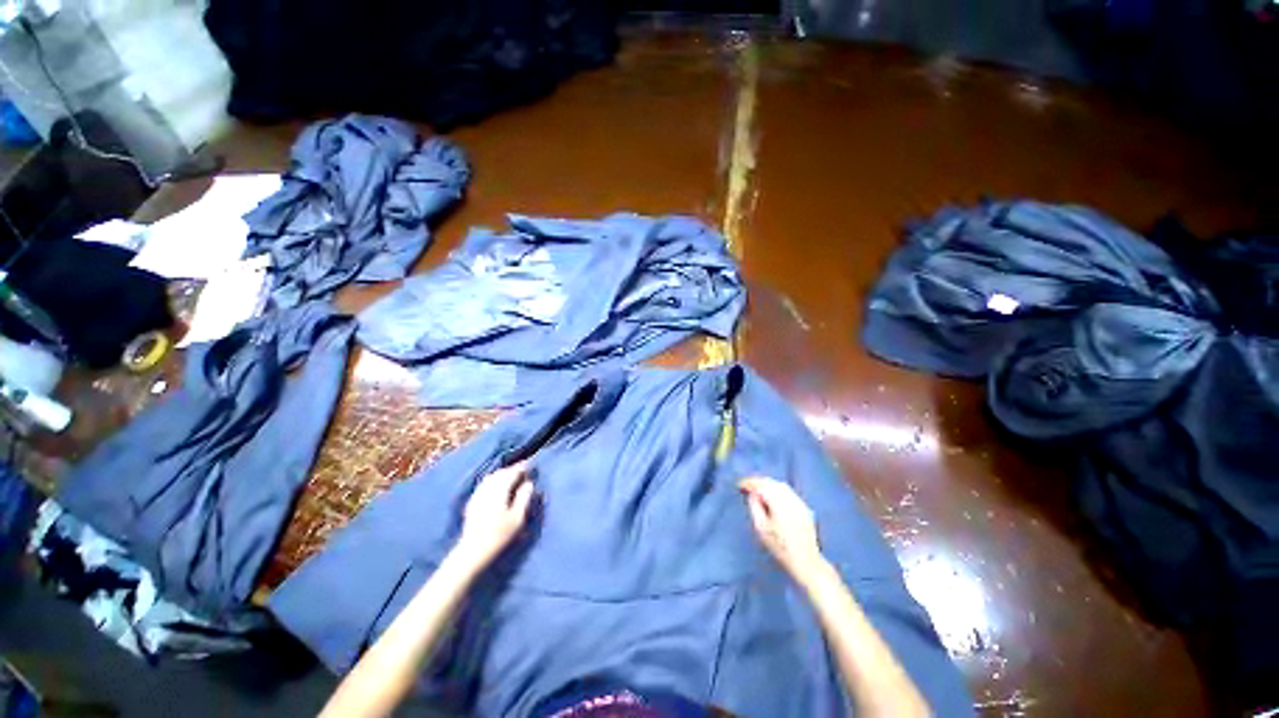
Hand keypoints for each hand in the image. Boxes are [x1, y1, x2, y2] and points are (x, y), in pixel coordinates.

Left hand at [455, 461, 535, 569]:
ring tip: (511, 477)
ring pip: (491, 477)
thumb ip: (524, 497)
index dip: (521, 467)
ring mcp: (478, 494)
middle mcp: (487, 488)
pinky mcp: (472, 501)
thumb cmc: (499, 534)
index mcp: (500, 490)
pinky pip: (484, 484)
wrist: (473, 550)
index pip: (512, 472)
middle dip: (511, 469)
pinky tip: (496, 487)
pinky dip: (493, 481)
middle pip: (501, 473)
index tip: (530, 465)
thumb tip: (529, 483)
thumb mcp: (518, 517)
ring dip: (502, 474)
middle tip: (522, 470)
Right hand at [739, 477, 824, 578]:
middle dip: (758, 482)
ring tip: (757, 490)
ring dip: (768, 485)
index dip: (750, 483)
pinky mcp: (804, 508)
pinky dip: (777, 490)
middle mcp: (791, 499)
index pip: (762, 485)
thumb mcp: (761, 528)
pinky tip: (772, 497)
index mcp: (780, 504)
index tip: (739, 485)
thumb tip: (752, 493)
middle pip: (772, 483)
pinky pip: (788, 492)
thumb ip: (755, 507)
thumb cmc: (780, 547)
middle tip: (747, 486)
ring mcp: (800, 503)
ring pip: (781, 486)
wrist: (806, 562)